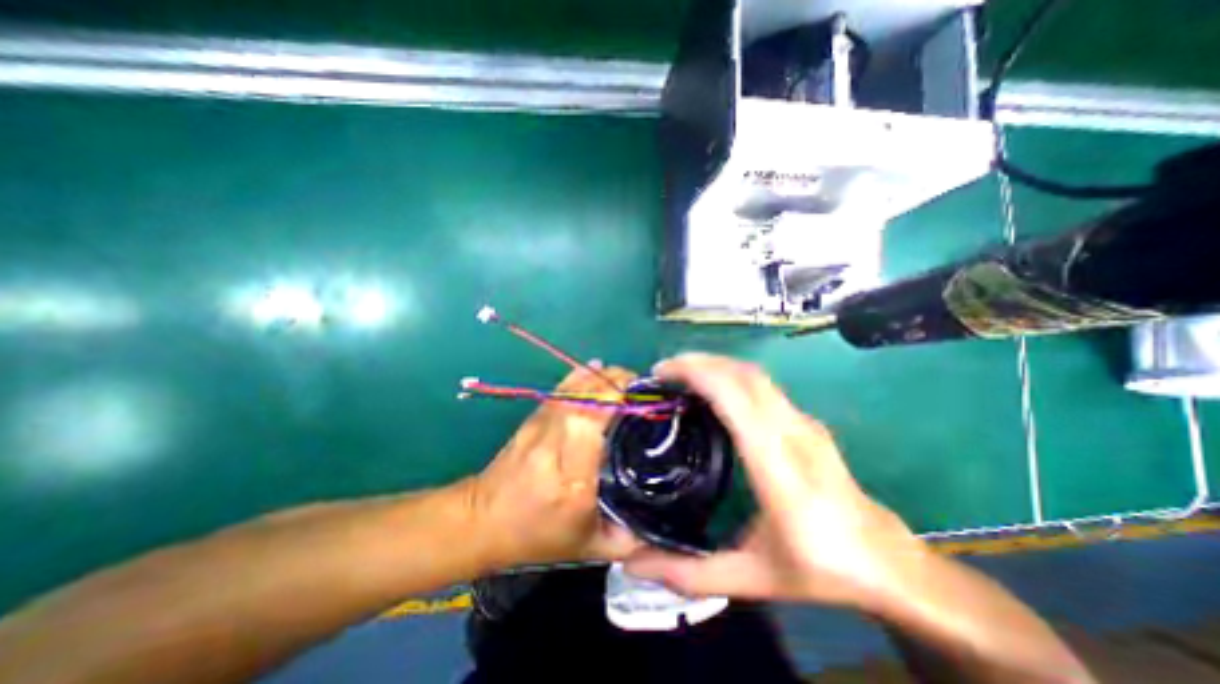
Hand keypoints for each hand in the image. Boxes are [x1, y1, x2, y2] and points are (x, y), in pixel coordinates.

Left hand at [465, 363, 642, 571]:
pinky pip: (560, 389)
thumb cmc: (537, 537)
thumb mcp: (589, 548)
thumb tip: (664, 526)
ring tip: (626, 377)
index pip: (589, 424)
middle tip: (642, 385)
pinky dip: (580, 376)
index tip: (641, 396)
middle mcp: (553, 445)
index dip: (614, 401)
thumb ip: (630, 538)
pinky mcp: (532, 417)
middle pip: (584, 400)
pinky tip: (597, 368)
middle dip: (615, 383)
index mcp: (570, 479)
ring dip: (601, 377)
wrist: (482, 521)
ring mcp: (539, 426)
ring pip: (572, 390)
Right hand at [625, 352, 930, 608]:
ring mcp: (803, 423)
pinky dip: (731, 376)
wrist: (886, 562)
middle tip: (663, 371)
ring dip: (716, 365)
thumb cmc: (820, 569)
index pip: (736, 399)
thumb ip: (690, 575)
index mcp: (779, 467)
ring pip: (755, 375)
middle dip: (699, 363)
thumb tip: (632, 564)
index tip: (662, 374)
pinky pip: (763, 385)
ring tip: (682, 374)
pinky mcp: (806, 421)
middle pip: (744, 375)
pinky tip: (714, 390)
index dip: (698, 375)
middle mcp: (793, 433)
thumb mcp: (752, 580)